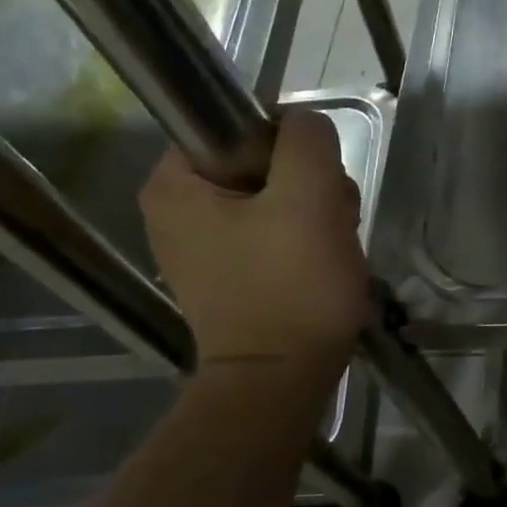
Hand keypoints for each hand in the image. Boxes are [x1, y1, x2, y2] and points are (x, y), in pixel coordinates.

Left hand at [139, 112, 369, 372]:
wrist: (281, 381)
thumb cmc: (291, 287)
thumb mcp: (309, 198)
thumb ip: (307, 141)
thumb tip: (304, 126)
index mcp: (174, 184)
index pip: (238, 126)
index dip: (288, 146)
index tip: (314, 184)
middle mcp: (177, 210)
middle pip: (261, 163)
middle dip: (309, 185)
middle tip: (330, 220)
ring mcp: (204, 245)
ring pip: (276, 197)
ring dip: (316, 212)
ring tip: (332, 247)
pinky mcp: (232, 272)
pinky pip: (275, 231)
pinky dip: (305, 239)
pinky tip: (323, 262)